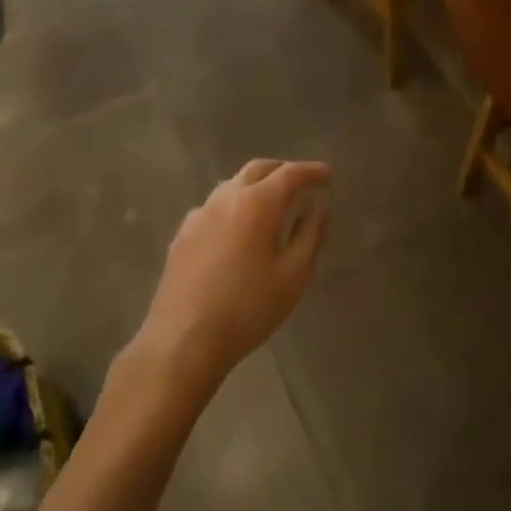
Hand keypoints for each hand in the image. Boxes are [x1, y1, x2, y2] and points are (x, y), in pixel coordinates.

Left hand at [132, 159, 330, 389]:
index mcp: (258, 203)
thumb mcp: (294, 274)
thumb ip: (311, 234)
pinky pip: (214, 206)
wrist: (182, 341)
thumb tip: (319, 206)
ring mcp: (200, 214)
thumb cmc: (248, 308)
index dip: (312, 171)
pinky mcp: (182, 234)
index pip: (291, 173)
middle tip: (302, 183)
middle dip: (283, 170)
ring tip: (272, 204)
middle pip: (258, 169)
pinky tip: (237, 229)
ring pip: (233, 184)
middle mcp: (227, 198)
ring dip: (256, 185)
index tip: (328, 175)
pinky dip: (234, 205)